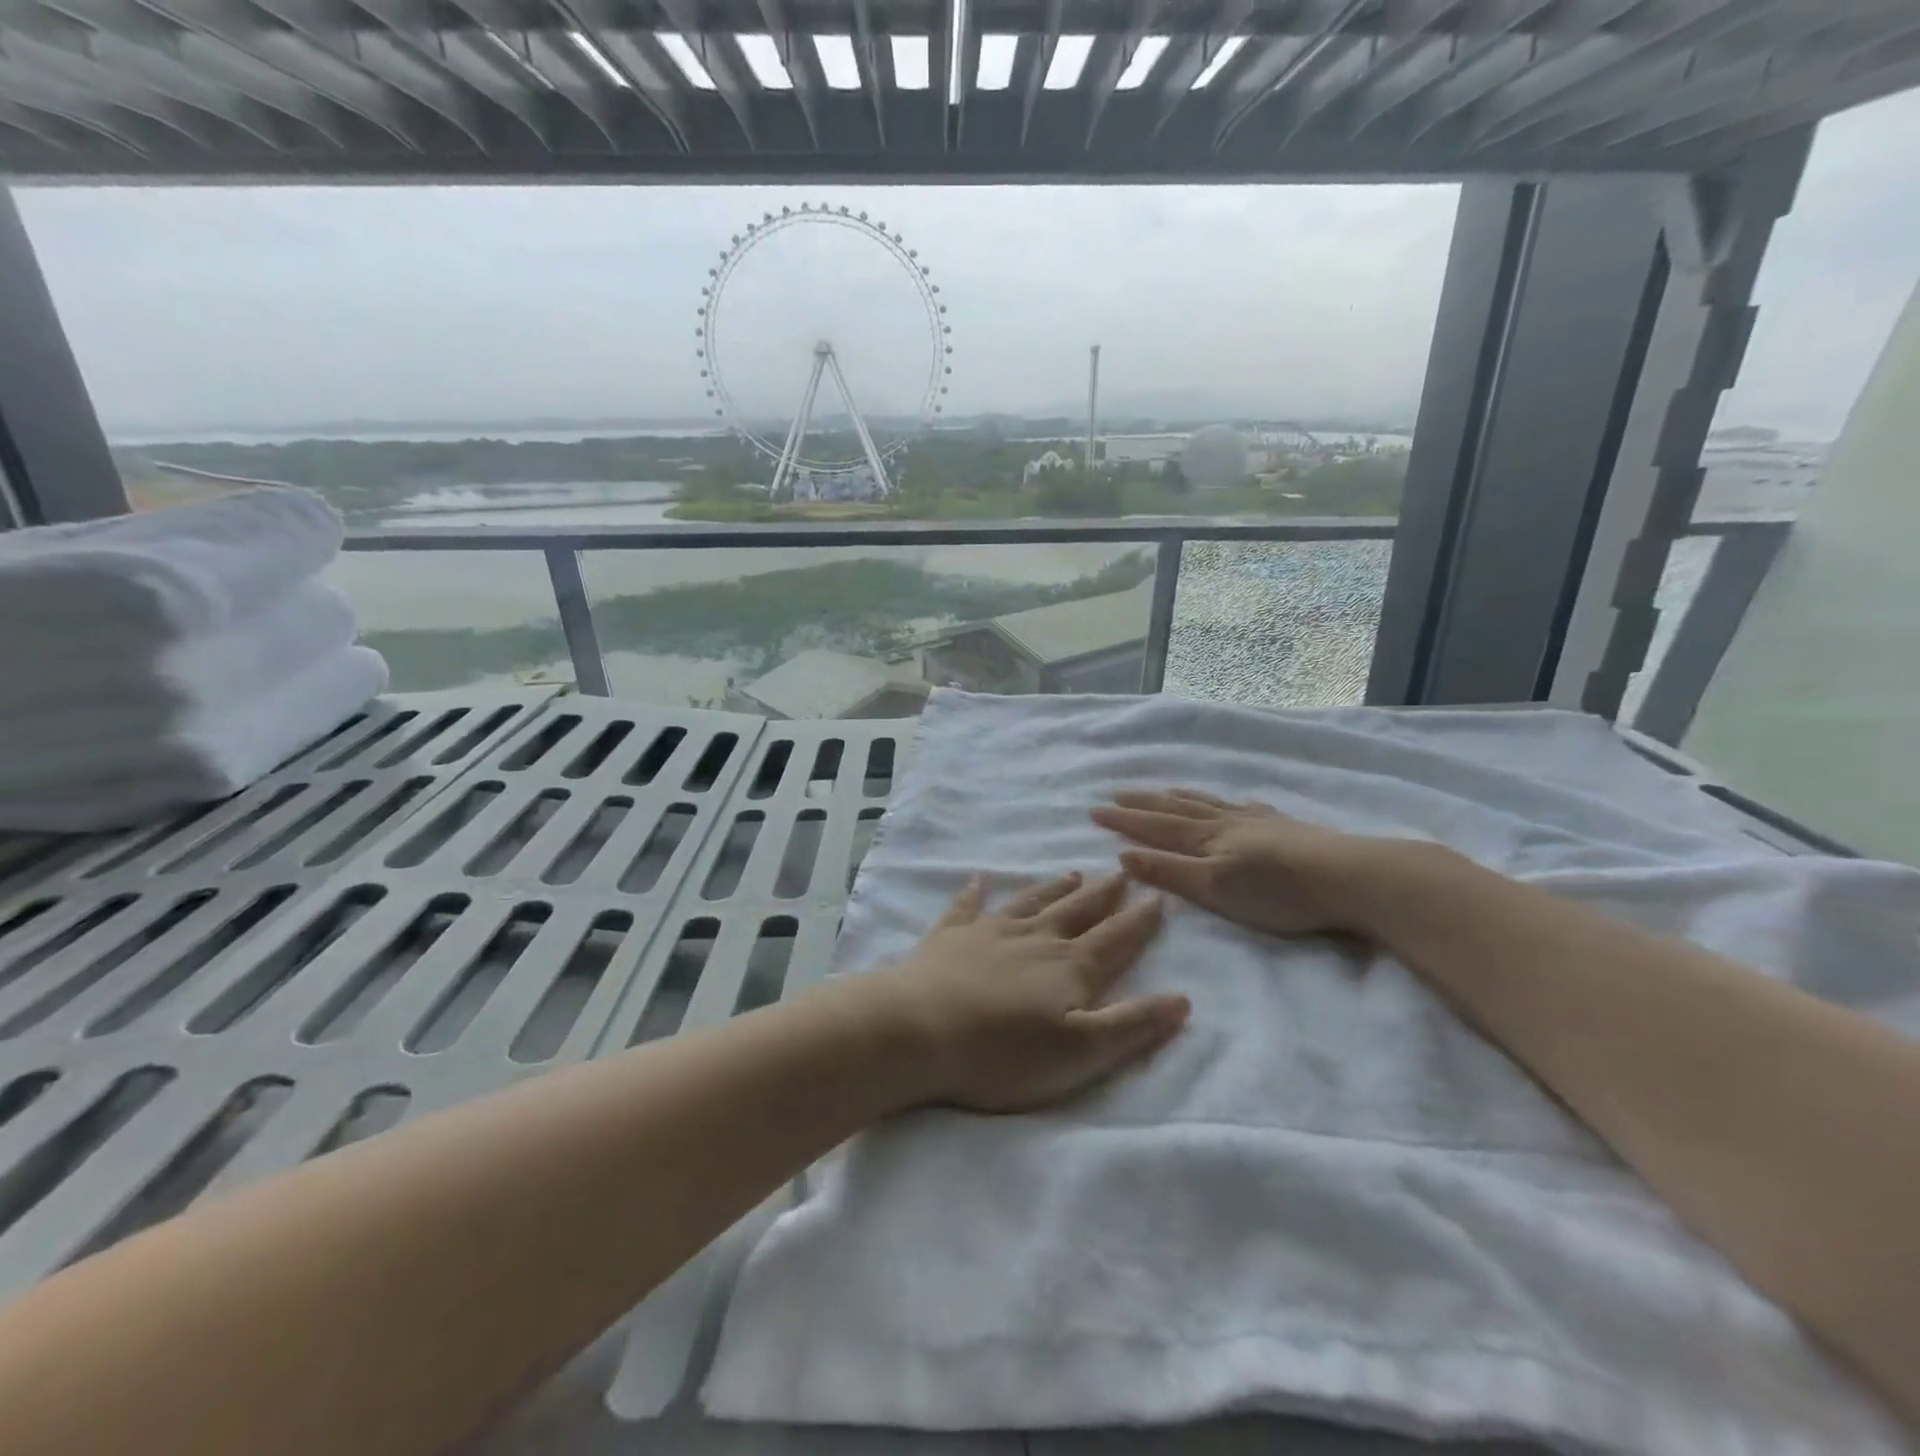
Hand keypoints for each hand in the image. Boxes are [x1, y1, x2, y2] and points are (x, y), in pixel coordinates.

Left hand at [867, 870, 1189, 1113]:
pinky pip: (965, 908)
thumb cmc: (1003, 1053)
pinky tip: (977, 880)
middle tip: (1120, 872)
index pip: (1115, 939)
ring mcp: (989, 933)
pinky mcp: (949, 938)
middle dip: (1102, 894)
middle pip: (1076, 912)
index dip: (1139, 921)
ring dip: (1053, 888)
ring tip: (1072, 872)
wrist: (918, 1029)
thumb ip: (1132, 1025)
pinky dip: (973, 894)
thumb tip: (1183, 999)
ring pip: (1031, 903)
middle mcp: (1034, 939)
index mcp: (1069, 968)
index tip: (1158, 896)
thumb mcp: (1080, 1053)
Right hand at [1091, 788, 1396, 938]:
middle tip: (1117, 792)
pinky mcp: (1283, 826)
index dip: (1124, 819)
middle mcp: (1226, 821)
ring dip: (1178, 796)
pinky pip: (1240, 805)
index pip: (1155, 825)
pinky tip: (1231, 802)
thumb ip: (1170, 872)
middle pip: (1176, 806)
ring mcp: (1256, 820)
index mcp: (1206, 838)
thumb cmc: (1278, 892)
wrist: (1349, 877)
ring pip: (1207, 802)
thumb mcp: (1215, 889)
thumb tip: (1123, 855)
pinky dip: (1222, 801)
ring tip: (1161, 789)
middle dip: (1144, 802)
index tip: (1094, 810)